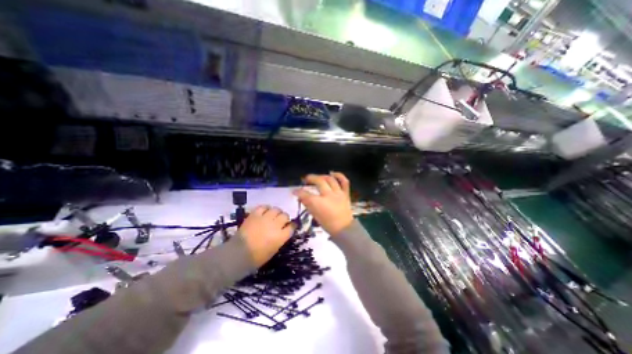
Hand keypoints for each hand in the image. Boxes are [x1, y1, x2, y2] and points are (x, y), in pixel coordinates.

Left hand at [238, 206, 295, 266]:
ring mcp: (265, 218)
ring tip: (273, 215)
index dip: (292, 225)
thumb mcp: (274, 250)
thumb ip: (280, 239)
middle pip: (285, 216)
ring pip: (276, 209)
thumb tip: (283, 232)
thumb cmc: (257, 257)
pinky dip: (265, 208)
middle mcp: (275, 225)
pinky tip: (265, 211)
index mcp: (281, 236)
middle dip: (285, 218)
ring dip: (276, 212)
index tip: (291, 226)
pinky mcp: (255, 215)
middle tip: (281, 221)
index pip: (292, 226)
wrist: (238, 254)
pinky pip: (263, 207)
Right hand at [293, 172, 352, 236]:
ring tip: (318, 177)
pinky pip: (344, 182)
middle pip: (319, 181)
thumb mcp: (314, 215)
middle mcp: (328, 195)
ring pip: (330, 179)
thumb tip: (301, 196)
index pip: (305, 194)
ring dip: (322, 176)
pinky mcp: (345, 194)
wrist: (344, 229)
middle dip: (310, 178)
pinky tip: (333, 173)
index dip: (298, 191)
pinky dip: (339, 176)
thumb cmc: (327, 224)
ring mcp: (338, 193)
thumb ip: (308, 204)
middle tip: (306, 179)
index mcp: (318, 203)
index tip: (294, 191)